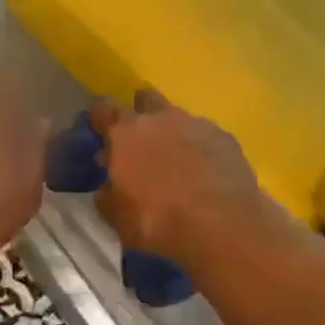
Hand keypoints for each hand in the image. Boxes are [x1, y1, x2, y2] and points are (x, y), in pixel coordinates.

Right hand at [89, 90, 269, 261]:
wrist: (222, 224)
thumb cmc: (158, 222)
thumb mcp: (118, 218)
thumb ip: (107, 196)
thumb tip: (106, 187)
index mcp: (124, 134)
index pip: (102, 108)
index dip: (98, 117)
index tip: (99, 129)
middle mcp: (159, 119)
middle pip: (145, 100)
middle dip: (140, 113)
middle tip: (140, 141)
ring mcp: (195, 124)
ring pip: (177, 117)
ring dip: (172, 132)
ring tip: (176, 161)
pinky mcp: (225, 137)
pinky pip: (205, 135)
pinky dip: (200, 148)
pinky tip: (204, 171)